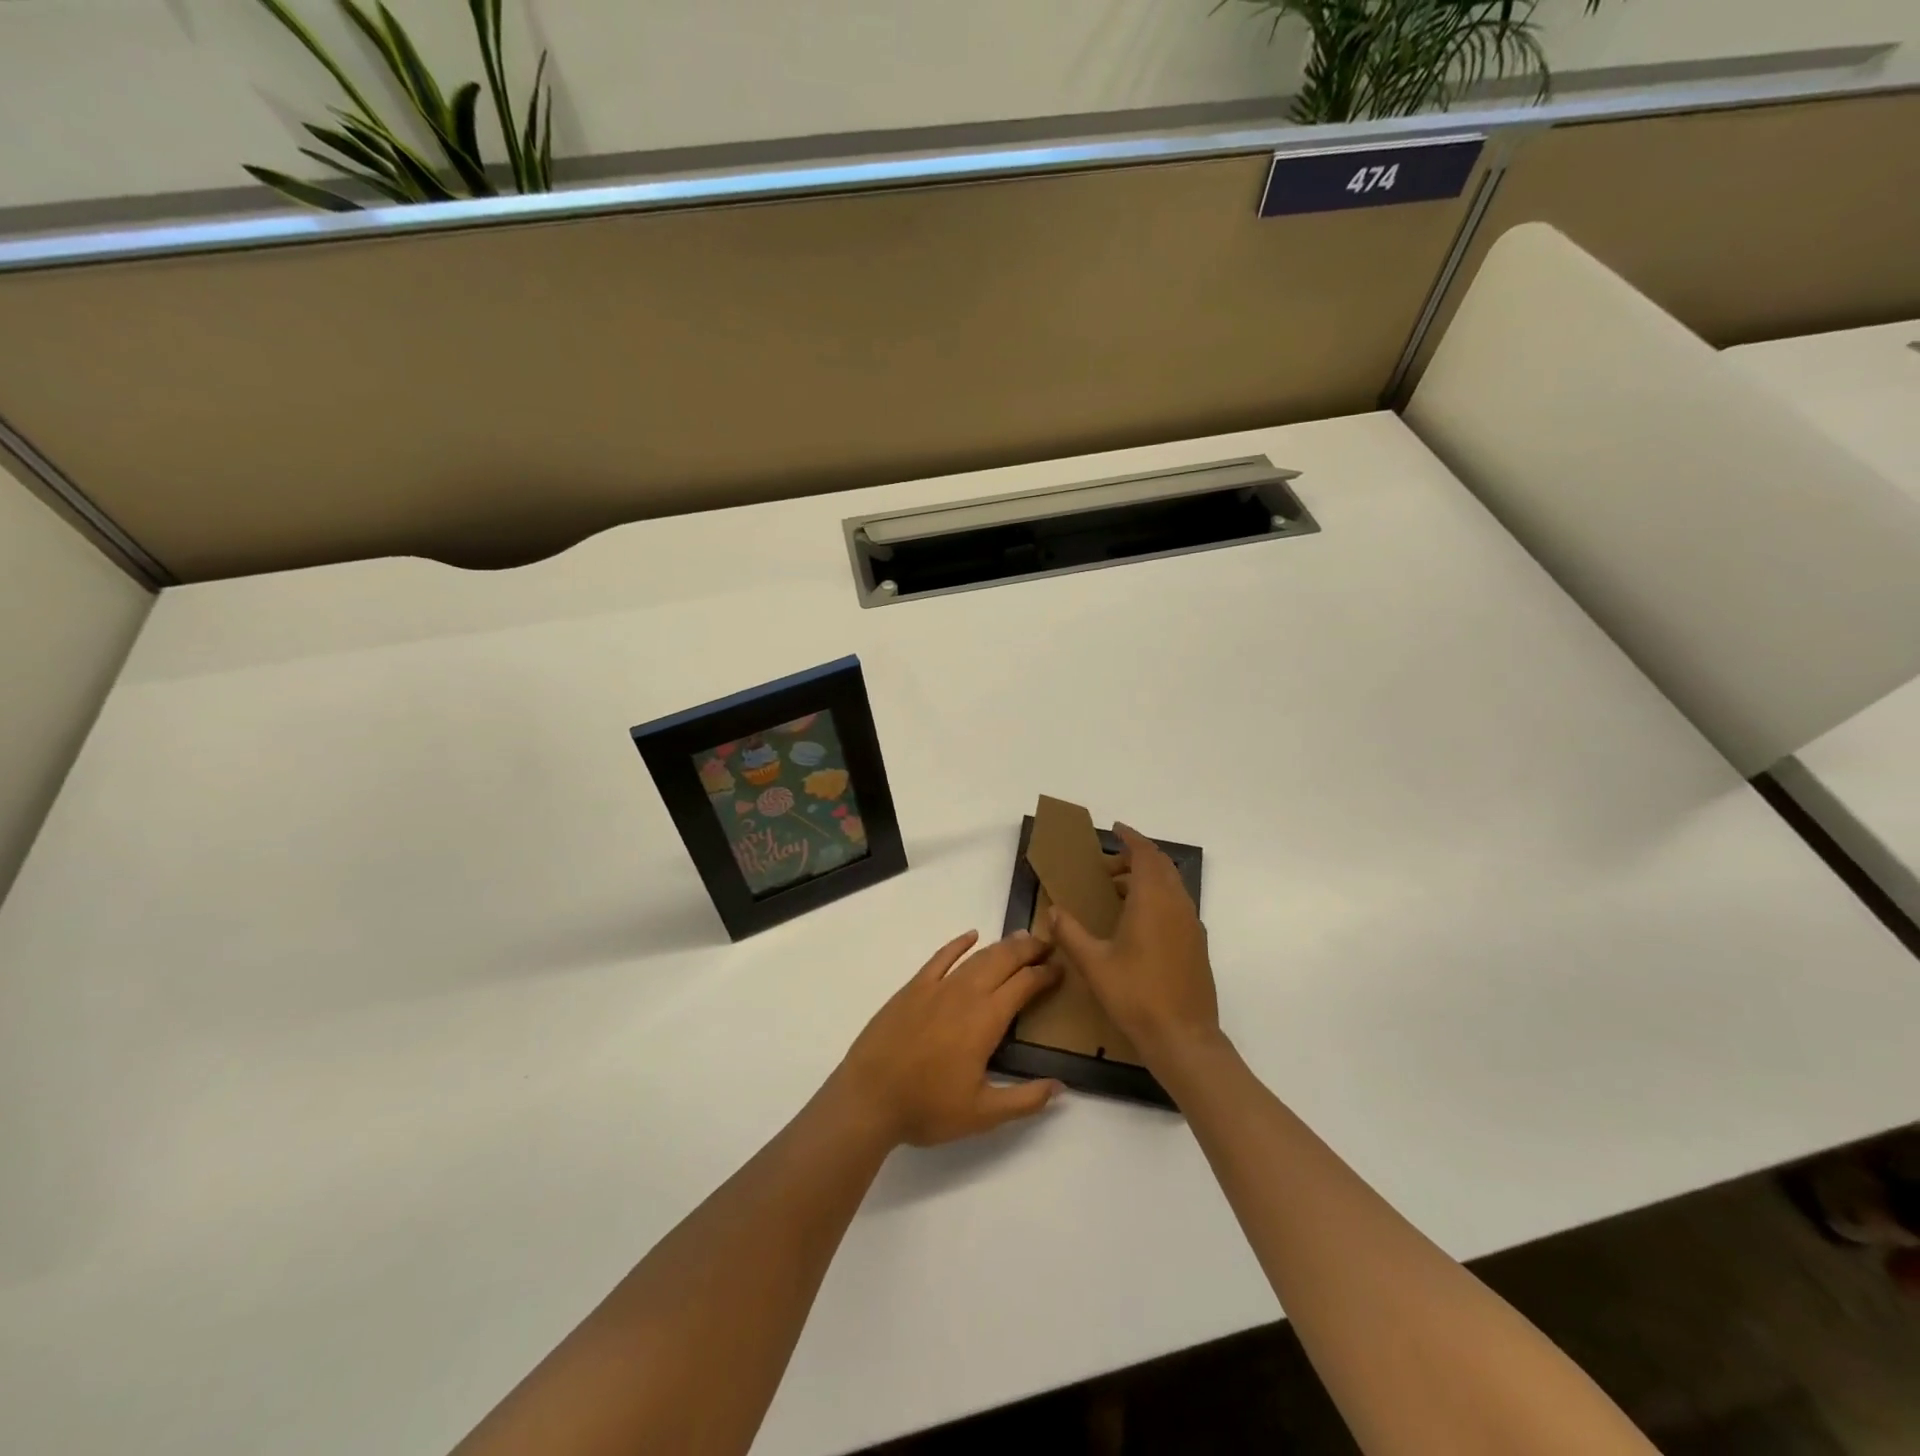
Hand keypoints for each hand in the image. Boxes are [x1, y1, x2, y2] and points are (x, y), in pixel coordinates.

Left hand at [832, 931, 1065, 1147]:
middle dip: (1028, 950)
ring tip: (1021, 940)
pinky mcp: (913, 988)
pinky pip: (941, 957)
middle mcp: (965, 994)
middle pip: (1003, 960)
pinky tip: (971, 936)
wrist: (868, 1098)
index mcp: (985, 1020)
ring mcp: (936, 987)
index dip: (1045, 974)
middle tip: (1048, 945)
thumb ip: (1025, 1100)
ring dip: (1002, 945)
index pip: (1024, 985)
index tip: (1061, 969)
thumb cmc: (926, 1108)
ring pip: (977, 957)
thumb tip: (1060, 1087)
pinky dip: (959, 944)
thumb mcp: (982, 1115)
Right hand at [1050, 824, 1219, 1066]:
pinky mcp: (1197, 944)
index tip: (1115, 830)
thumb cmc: (1135, 994)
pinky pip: (1177, 905)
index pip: (1146, 854)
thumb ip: (1070, 933)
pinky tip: (1137, 923)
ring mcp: (1191, 925)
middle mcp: (1177, 905)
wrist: (1183, 1037)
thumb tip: (1053, 910)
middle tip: (1108, 866)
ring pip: (1171, 886)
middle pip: (1161, 866)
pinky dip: (1157, 898)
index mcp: (1153, 900)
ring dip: (1146, 879)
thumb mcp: (1094, 963)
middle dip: (1136, 858)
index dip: (1131, 838)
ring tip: (1116, 892)